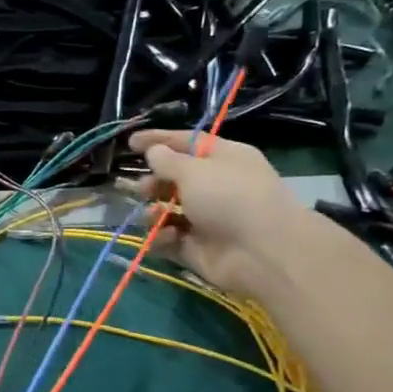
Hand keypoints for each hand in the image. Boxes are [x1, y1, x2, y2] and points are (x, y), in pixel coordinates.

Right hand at [127, 130, 313, 294]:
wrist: (262, 251)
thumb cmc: (230, 197)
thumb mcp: (194, 170)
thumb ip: (167, 160)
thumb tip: (154, 151)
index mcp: (223, 158)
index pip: (187, 143)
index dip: (158, 140)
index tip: (130, 143)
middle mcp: (216, 186)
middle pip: (175, 179)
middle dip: (154, 183)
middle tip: (141, 188)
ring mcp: (207, 219)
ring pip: (168, 210)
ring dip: (154, 211)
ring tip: (153, 215)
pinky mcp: (198, 247)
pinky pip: (170, 238)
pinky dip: (164, 237)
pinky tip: (168, 236)